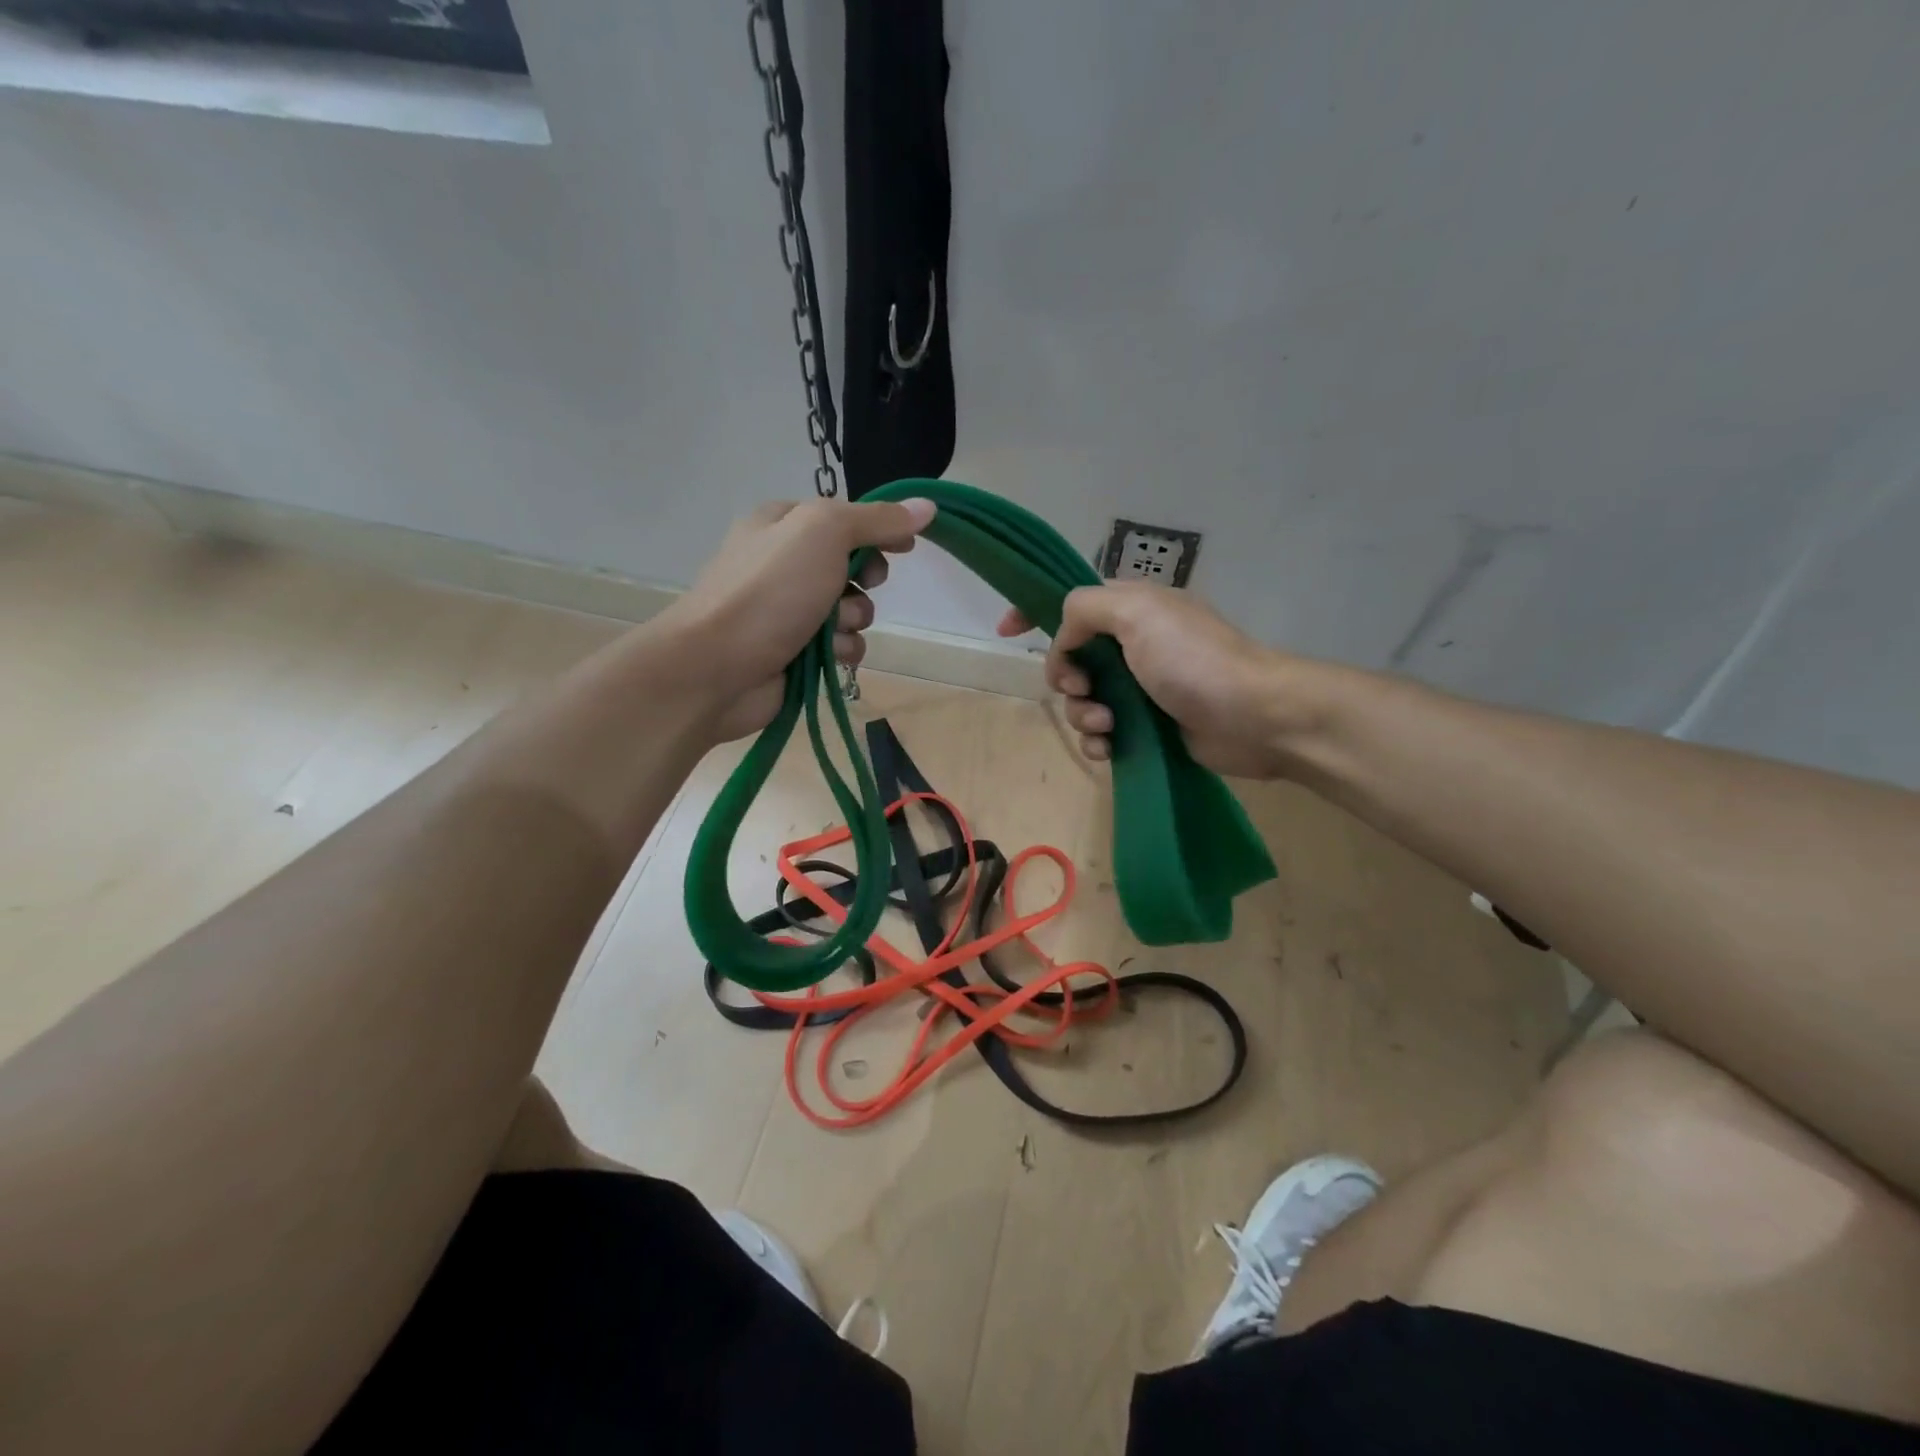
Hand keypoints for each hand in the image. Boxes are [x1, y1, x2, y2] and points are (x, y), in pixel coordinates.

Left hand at [663, 496, 935, 739]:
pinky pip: (841, 646)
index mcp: (782, 523)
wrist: (717, 666)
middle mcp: (784, 563)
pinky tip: (829, 656)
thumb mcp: (824, 533)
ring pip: (851, 609)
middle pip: (852, 564)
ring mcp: (788, 610)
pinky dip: (842, 650)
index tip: (906, 546)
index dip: (879, 530)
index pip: (845, 518)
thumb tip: (926, 506)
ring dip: (854, 619)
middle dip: (866, 579)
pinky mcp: (795, 652)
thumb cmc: (770, 590)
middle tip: (865, 585)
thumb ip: (877, 520)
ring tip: (833, 629)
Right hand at [998, 583, 1300, 778]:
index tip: (1006, 632)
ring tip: (1108, 724)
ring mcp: (1139, 687)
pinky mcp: (1146, 726)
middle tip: (1082, 688)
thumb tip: (1065, 641)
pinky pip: (1102, 733)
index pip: (1070, 602)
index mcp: (1129, 608)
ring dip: (1084, 714)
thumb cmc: (1194, 660)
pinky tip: (1110, 748)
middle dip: (1065, 677)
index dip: (1034, 612)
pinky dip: (1099, 742)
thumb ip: (1085, 610)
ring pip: (1082, 700)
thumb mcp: (1137, 614)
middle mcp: (1131, 644)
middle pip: (1069, 658)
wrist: (1254, 717)